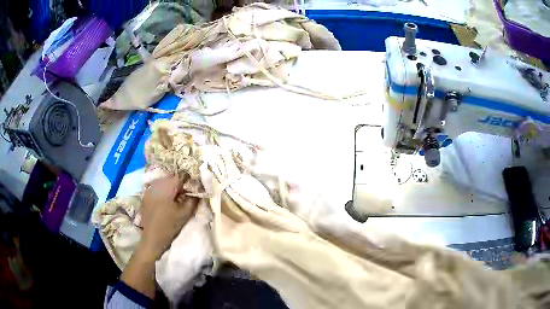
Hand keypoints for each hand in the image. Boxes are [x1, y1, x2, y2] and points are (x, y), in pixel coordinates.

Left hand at [139, 175, 198, 260]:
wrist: (152, 239)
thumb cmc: (170, 226)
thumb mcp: (185, 213)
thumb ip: (193, 199)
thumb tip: (197, 191)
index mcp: (166, 187)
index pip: (181, 175)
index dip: (189, 181)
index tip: (192, 190)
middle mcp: (156, 185)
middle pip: (171, 178)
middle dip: (179, 185)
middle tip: (184, 196)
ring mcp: (148, 190)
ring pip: (163, 183)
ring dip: (170, 188)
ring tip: (175, 200)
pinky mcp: (145, 197)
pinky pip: (156, 189)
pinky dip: (163, 192)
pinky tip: (165, 203)